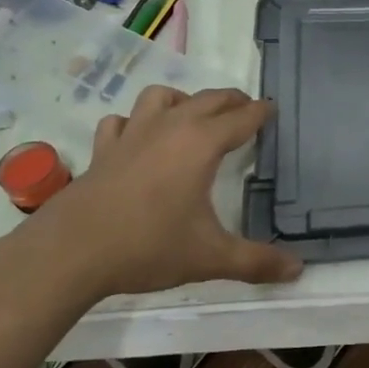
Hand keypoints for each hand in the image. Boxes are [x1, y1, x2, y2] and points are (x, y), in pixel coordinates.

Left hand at [17, 86, 302, 308]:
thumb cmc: (148, 247)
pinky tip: (138, 139)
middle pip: (208, 99)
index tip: (273, 108)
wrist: (70, 252)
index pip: (241, 118)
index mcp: (201, 144)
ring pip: (161, 97)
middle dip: (231, 101)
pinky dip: (135, 122)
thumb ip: (256, 262)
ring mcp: (132, 135)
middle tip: (246, 110)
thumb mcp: (210, 257)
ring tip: (192, 117)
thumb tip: (298, 270)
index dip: (261, 112)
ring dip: (183, 100)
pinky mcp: (103, 150)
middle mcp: (170, 128)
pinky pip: (122, 121)